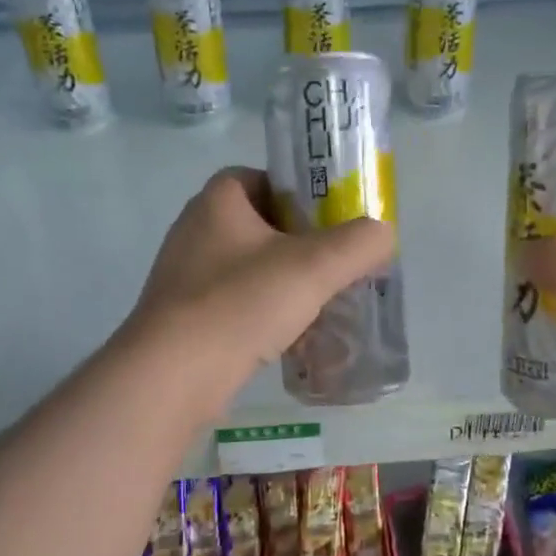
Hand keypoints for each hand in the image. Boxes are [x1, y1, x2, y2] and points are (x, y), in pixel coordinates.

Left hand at [129, 167, 395, 395]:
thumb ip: (359, 244)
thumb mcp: (314, 267)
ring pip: (249, 269)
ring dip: (284, 283)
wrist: (172, 377)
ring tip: (320, 304)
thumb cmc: (241, 304)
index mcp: (218, 201)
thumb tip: (382, 235)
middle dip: (300, 244)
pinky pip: (235, 305)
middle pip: (260, 225)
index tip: (330, 221)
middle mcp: (195, 231)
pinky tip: (291, 339)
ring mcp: (185, 277)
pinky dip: (263, 315)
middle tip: (335, 265)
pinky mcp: (183, 318)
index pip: (263, 178)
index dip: (300, 193)